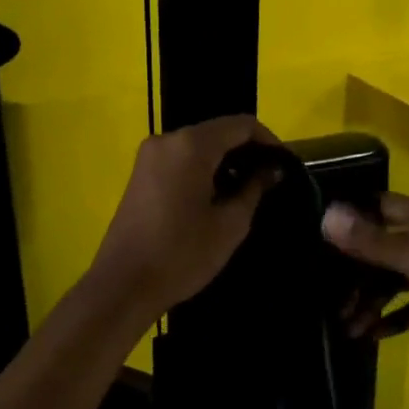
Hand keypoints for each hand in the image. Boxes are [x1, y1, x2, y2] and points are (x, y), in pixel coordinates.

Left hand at [86, 115, 283, 319]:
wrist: (124, 284)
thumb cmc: (182, 254)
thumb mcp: (229, 224)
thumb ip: (254, 189)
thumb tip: (272, 169)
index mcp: (191, 146)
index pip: (240, 124)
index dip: (268, 140)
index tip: (284, 164)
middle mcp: (167, 140)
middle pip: (217, 131)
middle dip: (246, 150)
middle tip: (268, 180)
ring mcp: (150, 156)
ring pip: (198, 145)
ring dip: (224, 160)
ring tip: (246, 190)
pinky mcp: (141, 173)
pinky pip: (181, 158)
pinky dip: (203, 168)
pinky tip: (216, 195)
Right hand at [322, 193, 408, 359]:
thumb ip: (377, 243)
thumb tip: (327, 215)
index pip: (380, 205)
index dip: (350, 214)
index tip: (316, 234)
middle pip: (384, 246)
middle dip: (356, 270)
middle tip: (327, 297)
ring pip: (396, 277)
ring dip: (371, 298)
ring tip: (346, 325)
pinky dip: (395, 315)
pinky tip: (374, 334)